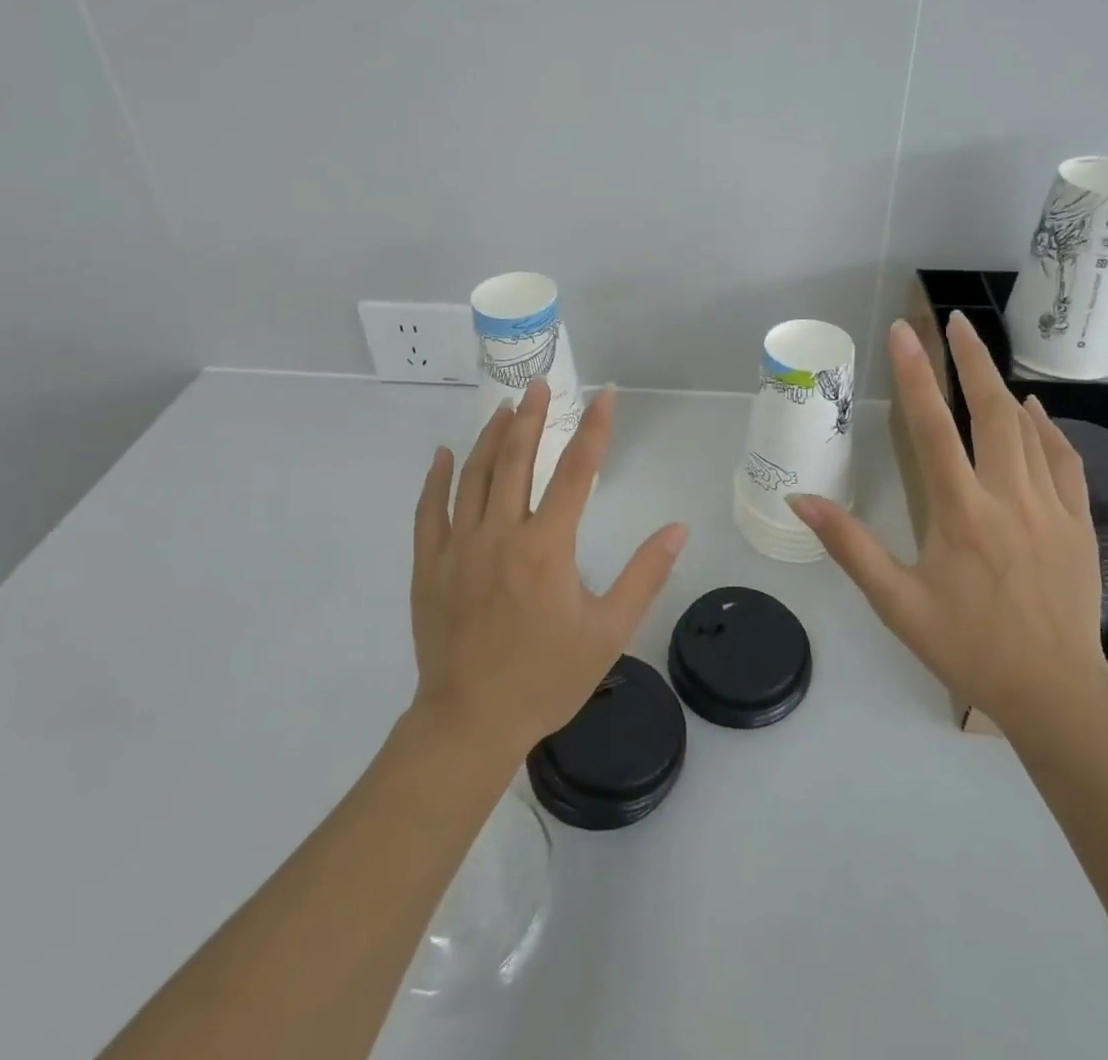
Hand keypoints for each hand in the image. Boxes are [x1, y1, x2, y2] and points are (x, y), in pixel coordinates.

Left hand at [410, 379, 688, 757]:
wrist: (471, 722)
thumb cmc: (546, 677)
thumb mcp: (608, 631)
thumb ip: (644, 576)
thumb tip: (677, 529)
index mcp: (546, 547)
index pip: (576, 472)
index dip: (595, 429)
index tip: (606, 395)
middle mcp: (501, 534)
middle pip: (516, 460)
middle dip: (531, 417)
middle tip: (539, 384)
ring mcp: (459, 547)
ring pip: (473, 476)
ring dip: (489, 437)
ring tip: (503, 409)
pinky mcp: (429, 565)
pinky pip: (429, 510)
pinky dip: (436, 478)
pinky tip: (443, 454)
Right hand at [790, 313, 1107, 739]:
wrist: (1056, 693)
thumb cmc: (967, 646)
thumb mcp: (896, 603)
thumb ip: (849, 545)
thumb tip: (800, 499)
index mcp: (960, 514)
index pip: (932, 429)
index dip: (915, 375)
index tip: (904, 332)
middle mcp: (1008, 498)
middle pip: (991, 412)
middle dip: (970, 361)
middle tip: (953, 322)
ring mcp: (1050, 508)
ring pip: (1028, 431)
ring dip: (1002, 386)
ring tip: (981, 353)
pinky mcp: (1078, 523)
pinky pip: (1065, 461)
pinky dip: (1049, 430)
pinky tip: (1037, 413)